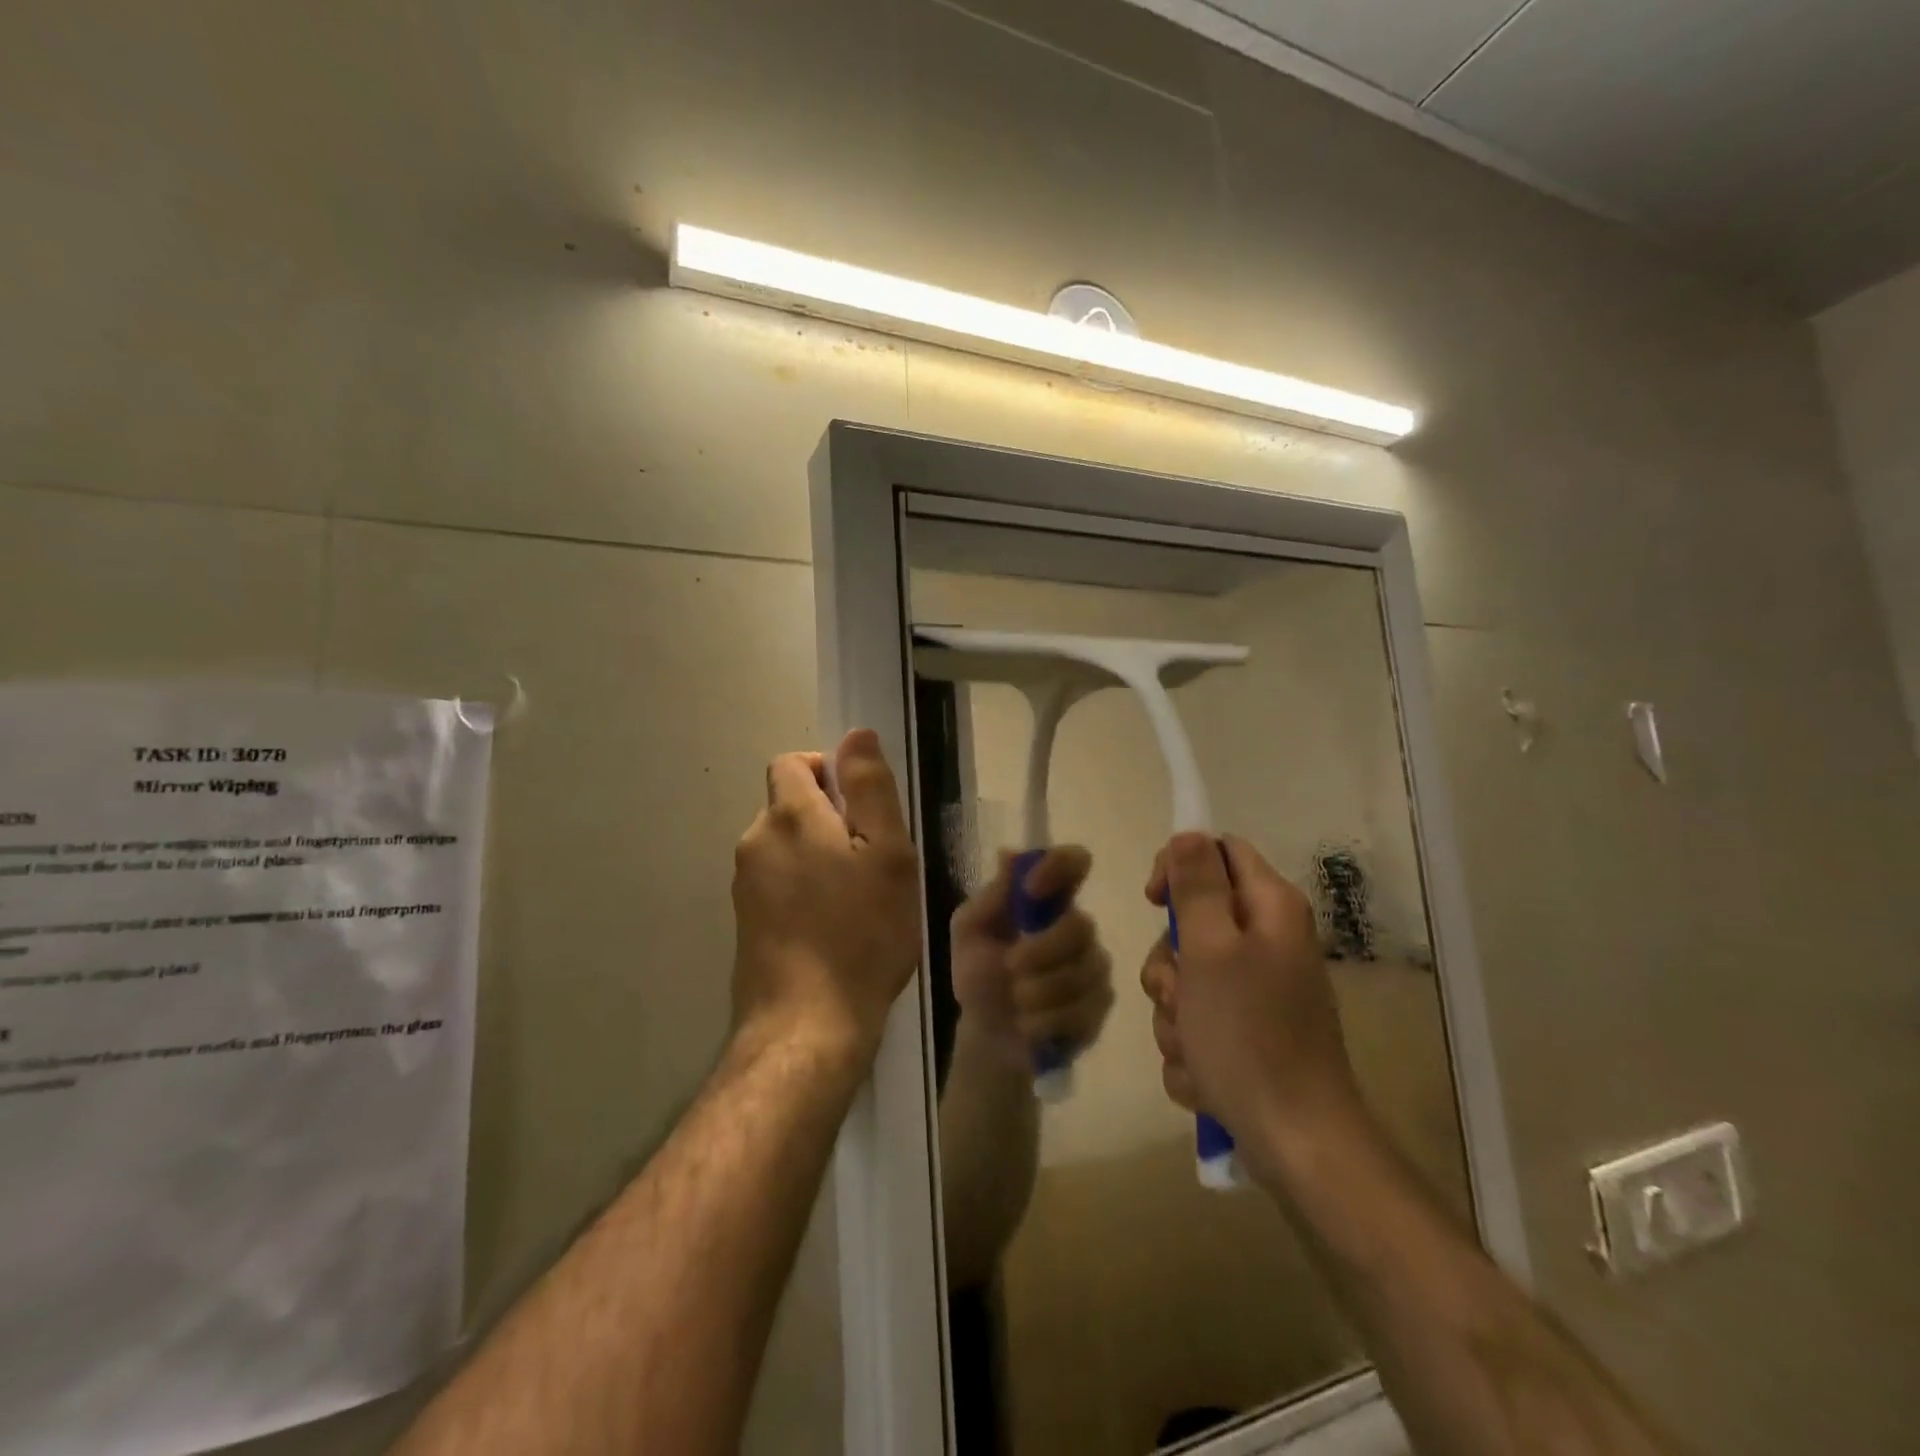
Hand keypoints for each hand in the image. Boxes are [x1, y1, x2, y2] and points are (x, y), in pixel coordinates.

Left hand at [731, 730, 921, 1066]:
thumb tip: (855, 735)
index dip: (828, 771)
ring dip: (819, 856)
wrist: (807, 1026)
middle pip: (790, 805)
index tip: (863, 808)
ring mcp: (744, 885)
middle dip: (830, 818)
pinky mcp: (745, 922)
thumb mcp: (887, 854)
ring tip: (858, 899)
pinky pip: (778, 884)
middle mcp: (755, 841)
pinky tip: (833, 928)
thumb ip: (870, 788)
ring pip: (785, 847)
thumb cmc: (861, 934)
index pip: (793, 763)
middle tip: (873, 861)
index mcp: (789, 816)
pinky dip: (804, 889)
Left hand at [951, 846, 1112, 1069]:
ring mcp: (1093, 967)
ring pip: (1082, 972)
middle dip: (1042, 949)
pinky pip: (1083, 1010)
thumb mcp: (970, 932)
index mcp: (1047, 900)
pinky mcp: (1099, 1007)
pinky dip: (1047, 1021)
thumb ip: (990, 897)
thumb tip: (1009, 854)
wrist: (987, 1035)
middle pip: (1081, 925)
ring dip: (1039, 990)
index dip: (1059, 867)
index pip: (1074, 862)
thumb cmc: (979, 974)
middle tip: (1011, 965)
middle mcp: (1077, 927)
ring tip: (1016, 1001)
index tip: (1031, 889)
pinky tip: (1029, 1025)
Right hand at [1141, 833, 1363, 1174]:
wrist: (1296, 1143)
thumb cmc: (1249, 1035)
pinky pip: (1197, 1024)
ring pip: (1186, 980)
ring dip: (1174, 1014)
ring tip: (1193, 1047)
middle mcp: (1267, 943)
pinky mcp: (1248, 1035)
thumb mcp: (1210, 949)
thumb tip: (1188, 833)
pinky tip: (1205, 1076)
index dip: (1180, 865)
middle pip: (1193, 923)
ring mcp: (1258, 993)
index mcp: (1269, 910)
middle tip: (1178, 994)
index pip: (1218, 852)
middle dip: (1169, 963)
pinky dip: (1190, 1049)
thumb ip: (1196, 885)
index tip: (1153, 900)